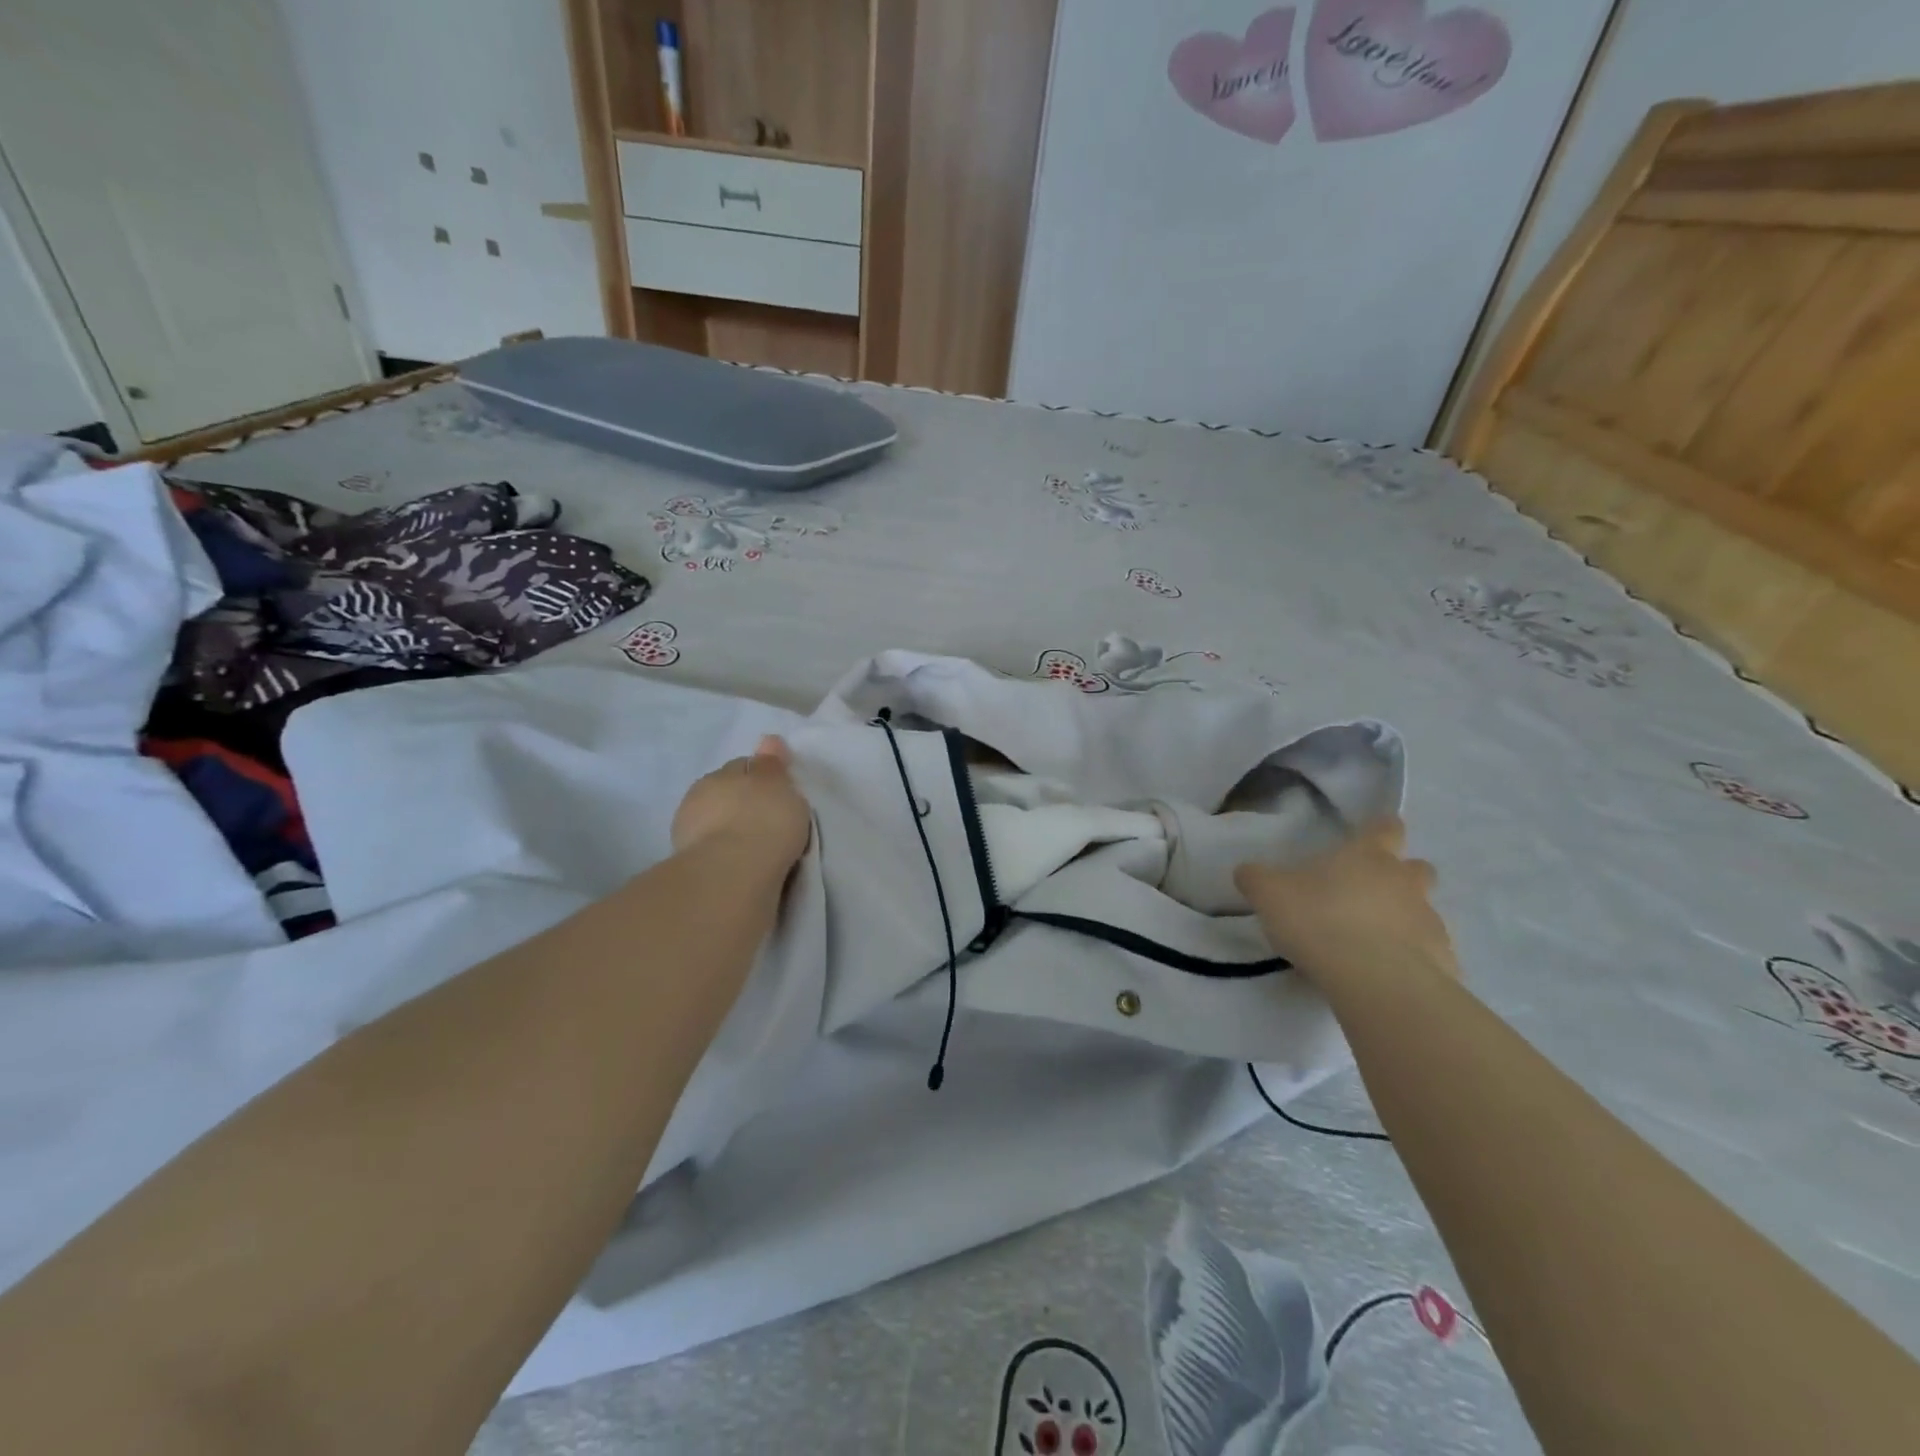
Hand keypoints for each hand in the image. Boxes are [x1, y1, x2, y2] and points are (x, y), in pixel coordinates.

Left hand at [671, 735, 811, 871]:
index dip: (761, 778)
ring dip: (729, 827)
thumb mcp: (780, 786)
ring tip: (753, 846)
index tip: (777, 794)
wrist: (732, 873)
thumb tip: (769, 739)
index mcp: (723, 772)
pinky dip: (724, 851)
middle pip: (727, 792)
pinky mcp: (687, 861)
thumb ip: (773, 765)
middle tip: (767, 820)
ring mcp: (689, 829)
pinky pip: (712, 848)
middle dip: (742, 802)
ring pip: (716, 820)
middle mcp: (701, 794)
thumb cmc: (764, 822)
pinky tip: (740, 862)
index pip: (744, 766)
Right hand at [1234, 817, 1457, 988]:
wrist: (1375, 981)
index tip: (1370, 838)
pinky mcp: (1443, 962)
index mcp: (1368, 856)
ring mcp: (1430, 921)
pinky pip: (1429, 953)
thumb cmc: (1319, 921)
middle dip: (1402, 876)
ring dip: (1405, 919)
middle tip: (1369, 894)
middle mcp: (1405, 881)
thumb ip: (1256, 879)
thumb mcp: (1269, 895)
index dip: (1379, 830)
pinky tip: (1385, 975)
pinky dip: (1412, 959)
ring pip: (1425, 911)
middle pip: (1417, 868)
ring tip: (1372, 942)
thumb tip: (1247, 871)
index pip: (1385, 827)